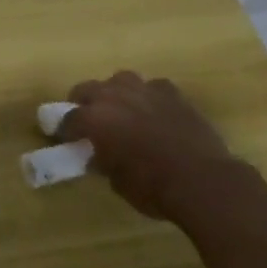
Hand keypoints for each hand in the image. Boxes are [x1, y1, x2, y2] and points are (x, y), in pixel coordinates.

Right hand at [59, 72, 256, 221]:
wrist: (203, 181)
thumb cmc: (153, 187)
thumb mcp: (117, 181)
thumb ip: (102, 160)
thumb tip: (98, 155)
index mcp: (94, 119)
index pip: (68, 118)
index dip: (63, 129)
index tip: (63, 138)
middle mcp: (114, 96)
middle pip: (87, 88)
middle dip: (83, 102)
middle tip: (87, 120)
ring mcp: (145, 90)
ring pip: (120, 80)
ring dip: (116, 93)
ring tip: (121, 110)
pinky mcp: (172, 93)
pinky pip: (153, 87)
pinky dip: (148, 97)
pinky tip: (154, 111)